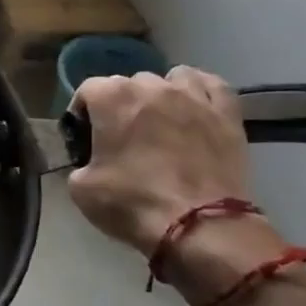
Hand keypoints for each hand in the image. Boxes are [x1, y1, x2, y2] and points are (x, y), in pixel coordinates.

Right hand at [67, 66, 283, 299]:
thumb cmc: (133, 203)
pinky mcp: (226, 114)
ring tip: (160, 120)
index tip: (85, 139)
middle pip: (128, 84)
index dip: (82, 113)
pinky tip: (194, 106)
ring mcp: (192, 97)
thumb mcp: (81, 189)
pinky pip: (212, 85)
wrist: (200, 227)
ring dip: (160, 95)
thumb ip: (79, 163)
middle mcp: (151, 86)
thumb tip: (89, 162)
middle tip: (122, 138)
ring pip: (170, 78)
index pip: (87, 90)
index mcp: (112, 98)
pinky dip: (200, 91)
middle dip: (121, 105)